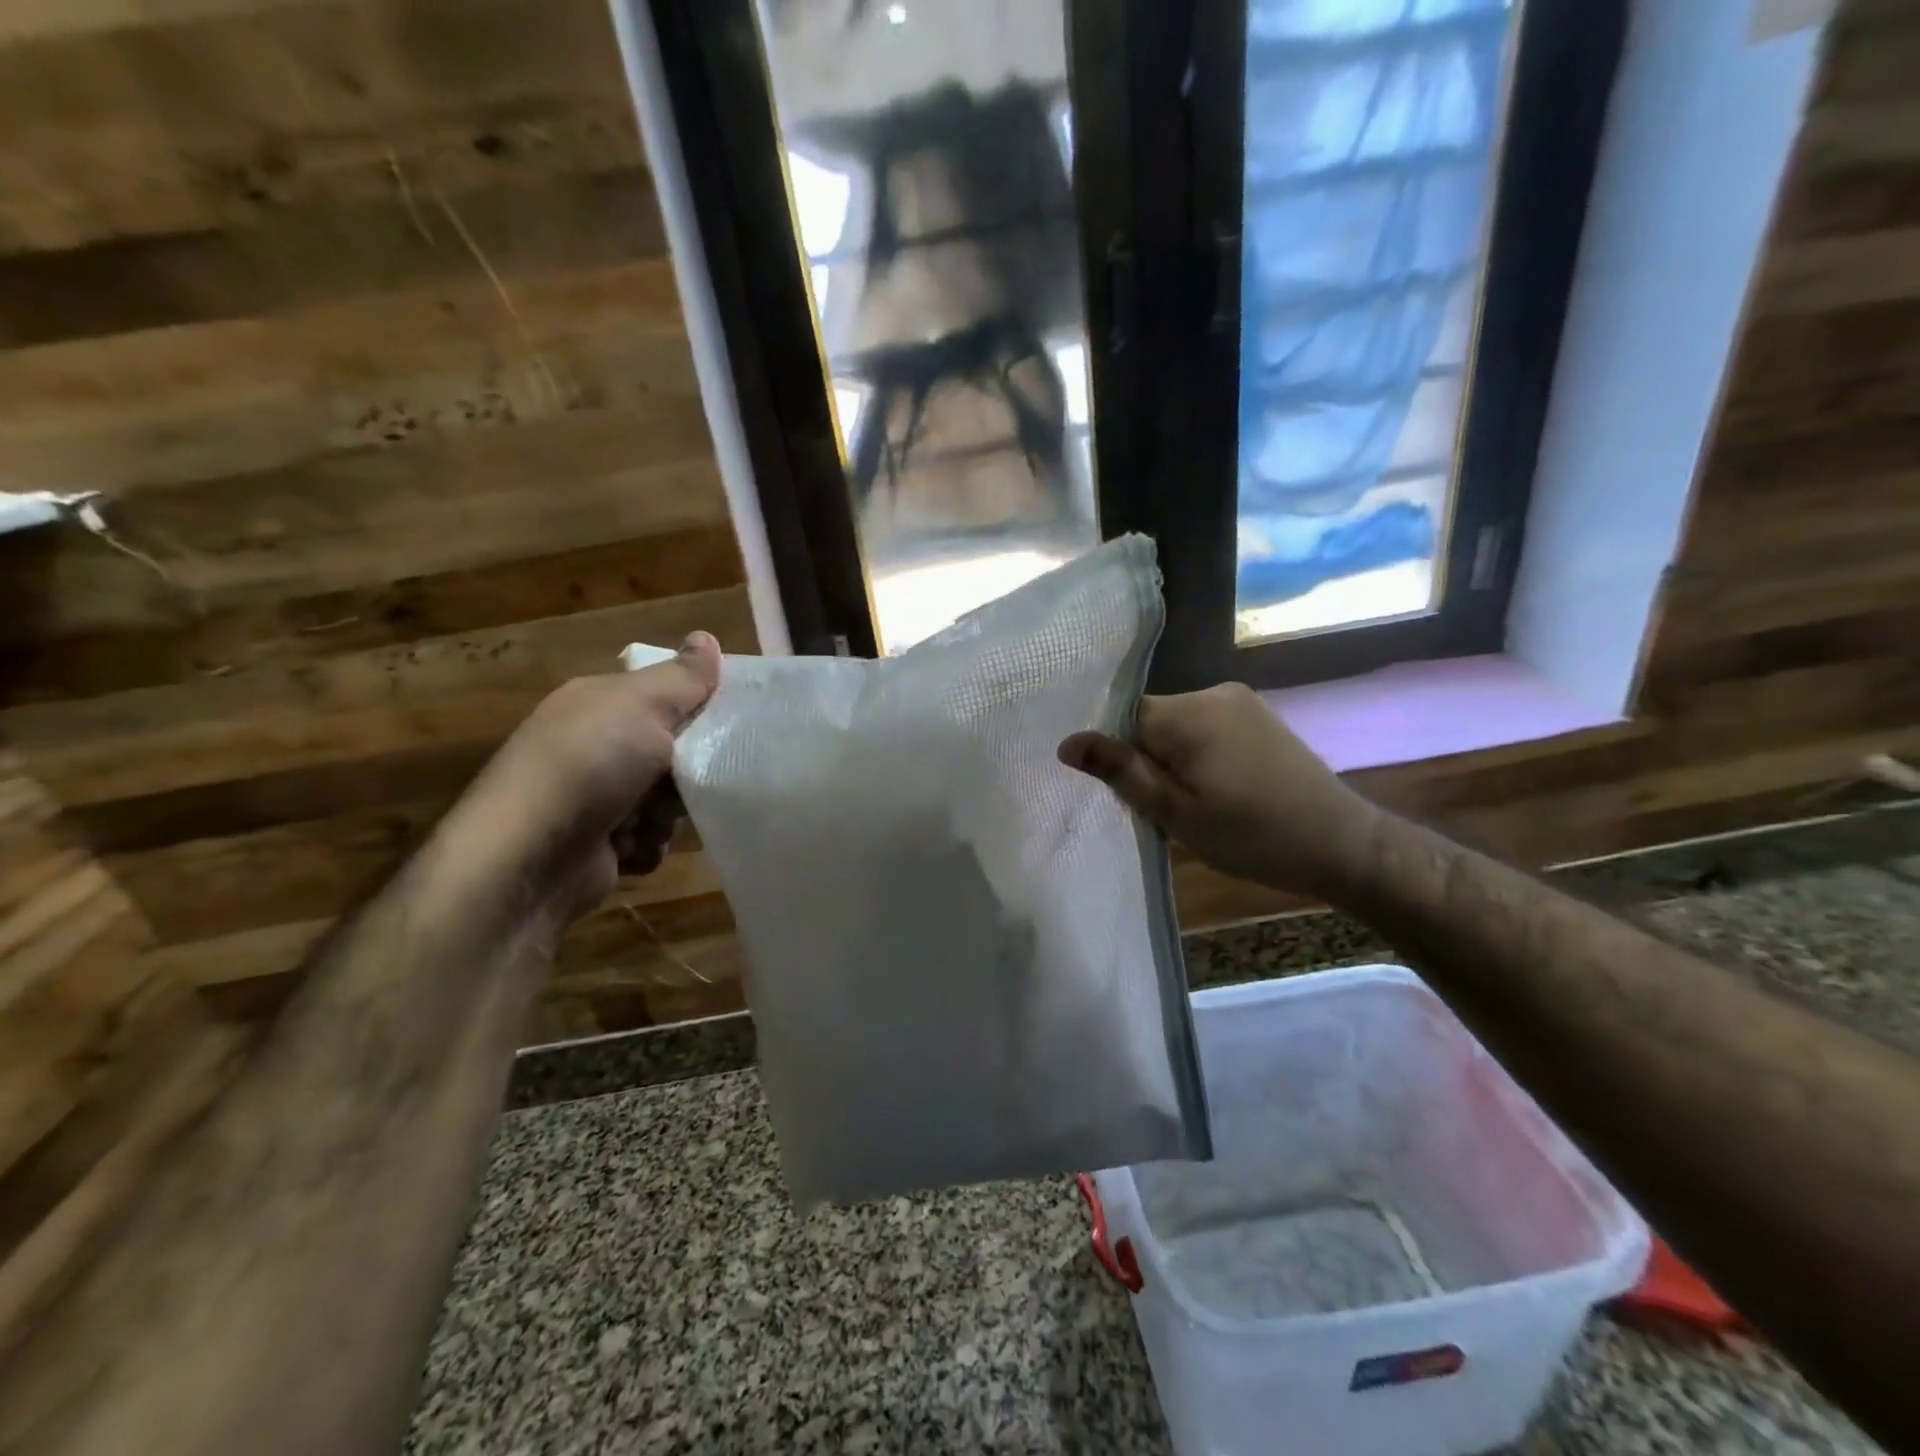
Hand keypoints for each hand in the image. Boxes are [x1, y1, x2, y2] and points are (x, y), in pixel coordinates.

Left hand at [442, 633, 721, 919]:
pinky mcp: (598, 842)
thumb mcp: (643, 705)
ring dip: (664, 815)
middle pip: (672, 752)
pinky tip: (628, 846)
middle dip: (684, 772)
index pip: (664, 695)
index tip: (724, 723)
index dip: (696, 707)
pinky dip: (645, 844)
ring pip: (666, 801)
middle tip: (684, 777)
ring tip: (645, 820)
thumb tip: (706, 637)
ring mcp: (593, 796)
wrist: (530, 856)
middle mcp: (594, 746)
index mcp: (599, 704)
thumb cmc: (591, 765)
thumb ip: (683, 677)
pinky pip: (648, 839)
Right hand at [1058, 682, 1378, 897]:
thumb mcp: (1176, 812)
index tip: (1120, 789)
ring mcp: (1240, 701)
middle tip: (1159, 806)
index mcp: (1188, 713)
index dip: (1114, 751)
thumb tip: (1067, 742)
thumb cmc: (1252, 835)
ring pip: (1177, 724)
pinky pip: (1206, 725)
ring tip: (1189, 802)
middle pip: (1150, 718)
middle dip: (1145, 756)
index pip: (1122, 714)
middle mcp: (1212, 692)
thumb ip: (1121, 771)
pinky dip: (1198, 752)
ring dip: (1172, 756)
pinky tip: (1215, 788)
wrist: (1342, 843)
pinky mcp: (1259, 715)